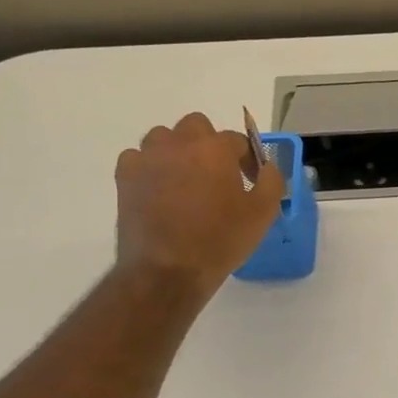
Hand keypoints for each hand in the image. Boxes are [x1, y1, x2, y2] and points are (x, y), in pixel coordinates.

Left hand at [114, 113, 283, 298]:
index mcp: (215, 149)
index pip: (237, 140)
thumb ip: (272, 181)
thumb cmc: (220, 241)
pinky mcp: (125, 177)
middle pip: (196, 126)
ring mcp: (148, 158)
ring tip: (186, 180)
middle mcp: (179, 144)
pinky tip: (159, 189)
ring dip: (177, 151)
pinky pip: (137, 158)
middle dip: (209, 144)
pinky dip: (150, 167)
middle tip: (218, 174)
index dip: (248, 159)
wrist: (167, 271)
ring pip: (163, 137)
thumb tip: (267, 167)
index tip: (251, 181)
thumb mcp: (262, 213)